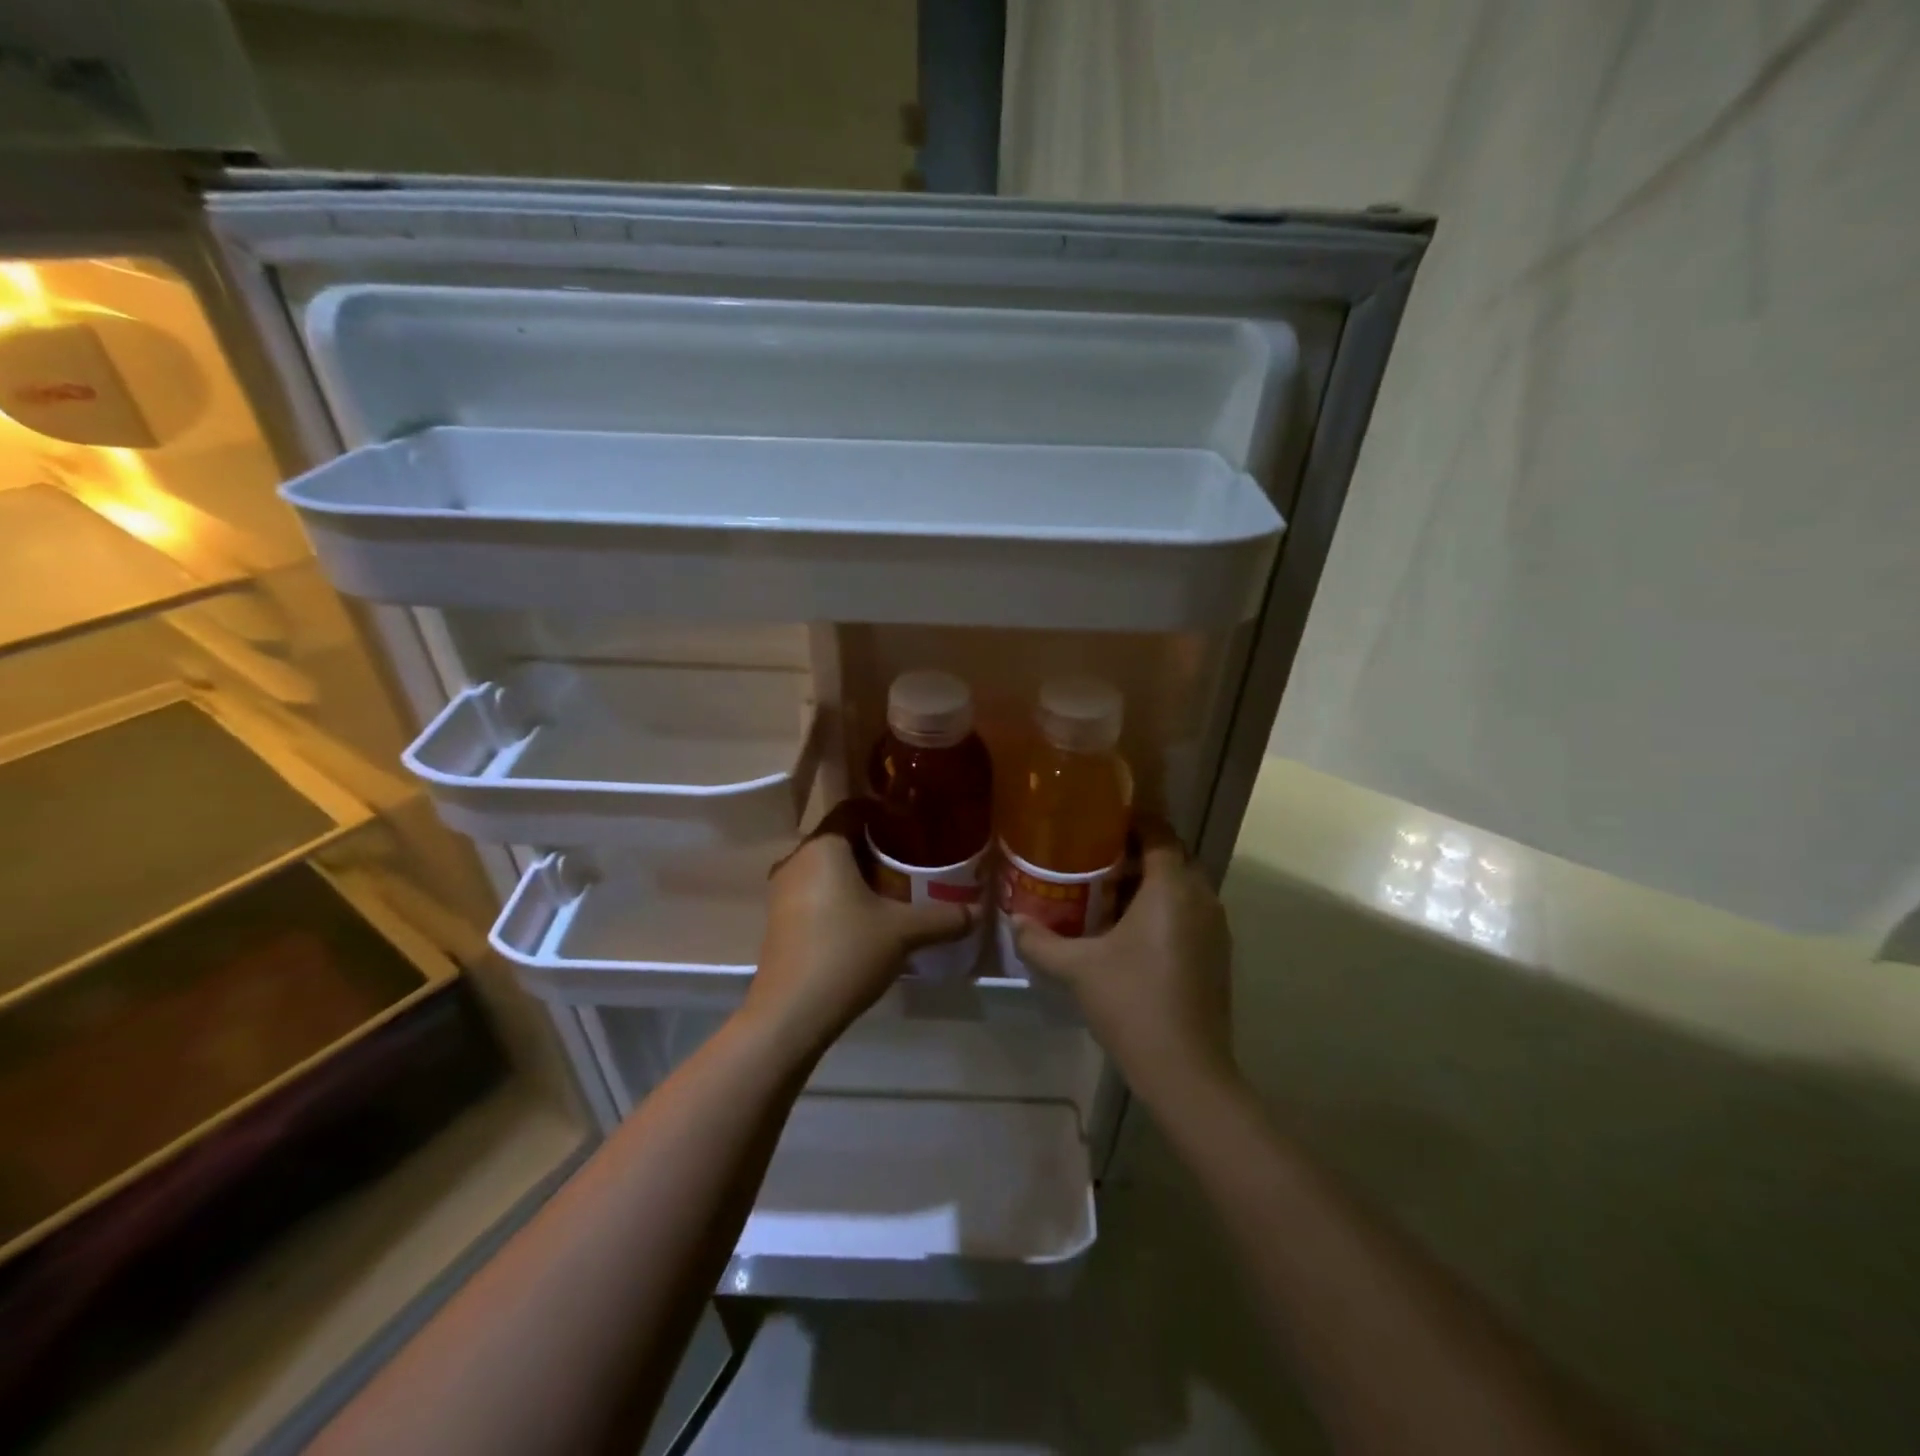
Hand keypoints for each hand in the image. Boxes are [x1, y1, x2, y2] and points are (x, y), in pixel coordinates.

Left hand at [744, 816, 973, 1059]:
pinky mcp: (780, 918)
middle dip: (877, 844)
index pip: (853, 807)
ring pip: (827, 866)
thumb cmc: (846, 953)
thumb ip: (944, 917)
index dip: (885, 809)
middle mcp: (797, 859)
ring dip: (859, 872)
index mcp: (823, 847)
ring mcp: (783, 890)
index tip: (914, 821)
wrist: (790, 1014)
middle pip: (841, 837)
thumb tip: (979, 911)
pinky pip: (816, 890)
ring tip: (897, 886)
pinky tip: (868, 916)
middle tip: (914, 856)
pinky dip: (841, 893)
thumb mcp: (903, 932)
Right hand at [1011, 823, 1236, 1109]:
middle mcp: (1201, 897)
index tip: (1098, 823)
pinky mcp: (1217, 954)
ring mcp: (1215, 927)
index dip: (1131, 822)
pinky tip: (1129, 934)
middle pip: (1171, 857)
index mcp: (1171, 887)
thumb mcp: (1077, 968)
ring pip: (1182, 887)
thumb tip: (1014, 920)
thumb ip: (1041, 940)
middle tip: (1093, 860)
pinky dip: (1163, 910)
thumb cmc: (1131, 1002)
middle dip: (1136, 853)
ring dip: (1149, 884)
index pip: (1158, 832)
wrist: (1185, 1069)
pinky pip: (1189, 913)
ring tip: (1105, 895)